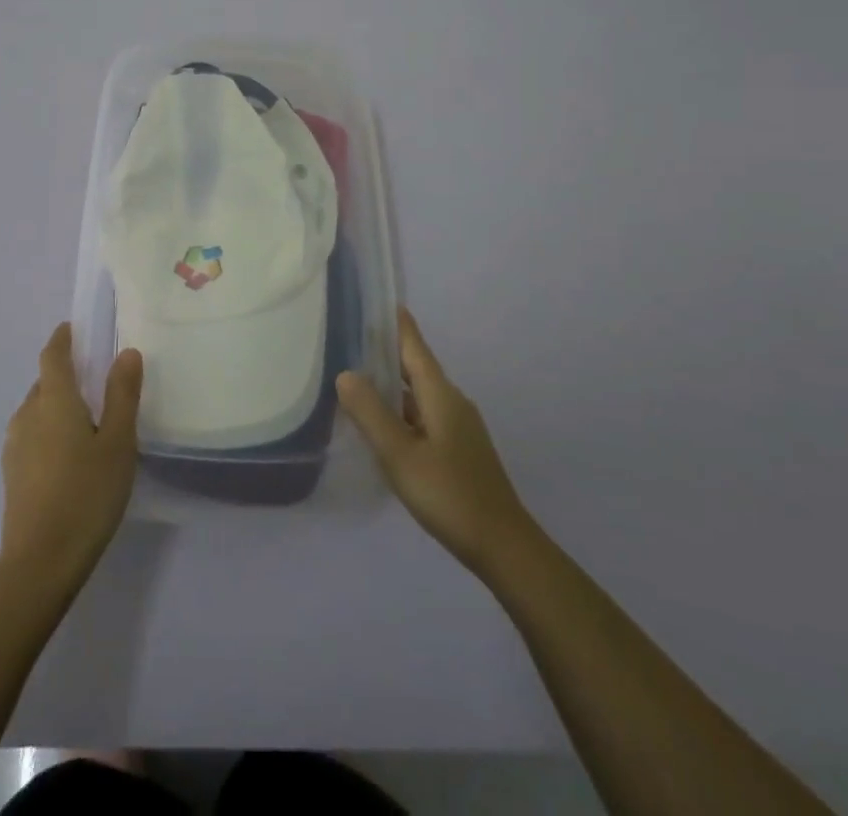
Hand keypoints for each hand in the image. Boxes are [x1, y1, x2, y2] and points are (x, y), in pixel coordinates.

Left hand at [0, 323, 142, 590]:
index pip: (53, 355)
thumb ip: (122, 394)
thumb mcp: (118, 442)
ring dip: (57, 405)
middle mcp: (28, 414)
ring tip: (86, 421)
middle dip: (65, 375)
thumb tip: (126, 352)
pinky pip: (32, 435)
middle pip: (44, 382)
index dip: (62, 338)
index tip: (73, 329)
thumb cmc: (87, 494)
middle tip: (95, 381)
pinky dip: (49, 430)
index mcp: (54, 400)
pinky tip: (69, 455)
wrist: (40, 562)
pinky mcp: (12, 473)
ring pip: (37, 410)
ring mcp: (15, 445)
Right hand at [337, 308, 536, 578]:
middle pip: (416, 368)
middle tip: (353, 338)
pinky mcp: (459, 449)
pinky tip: (384, 424)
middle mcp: (452, 402)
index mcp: (440, 395)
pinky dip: (402, 410)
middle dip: (388, 352)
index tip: (381, 300)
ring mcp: (459, 427)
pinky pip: (424, 415)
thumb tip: (345, 373)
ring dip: (393, 384)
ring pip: (420, 395)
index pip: (415, 347)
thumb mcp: (400, 454)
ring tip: (359, 378)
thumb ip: (370, 413)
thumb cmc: (449, 494)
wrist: (503, 546)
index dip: (398, 324)